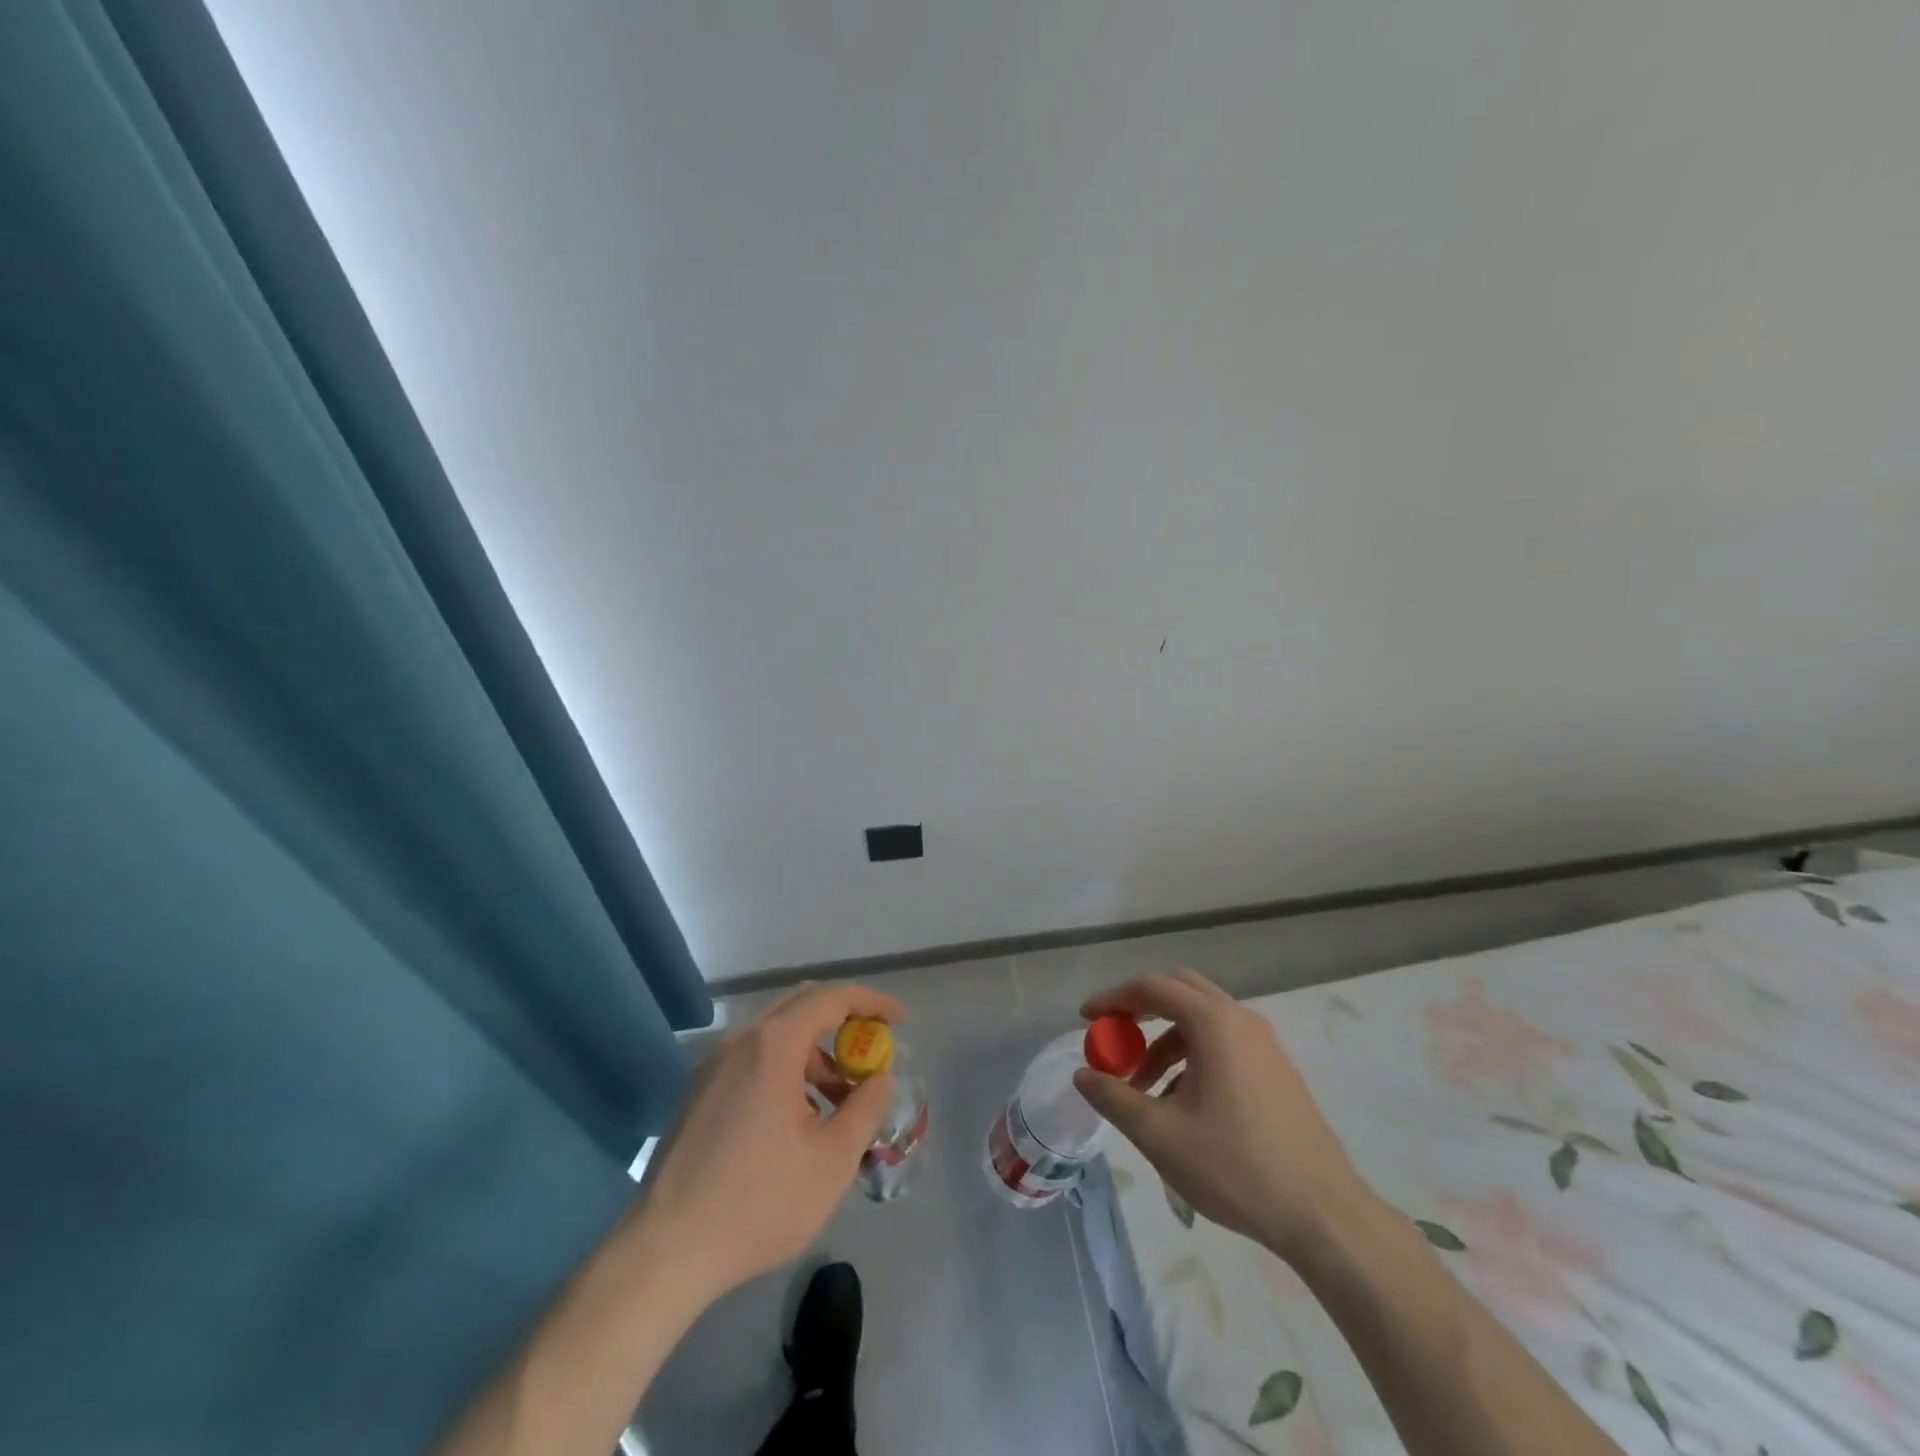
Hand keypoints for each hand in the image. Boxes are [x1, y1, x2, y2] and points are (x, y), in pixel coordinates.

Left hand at [636, 983, 905, 1296]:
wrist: (665, 1251)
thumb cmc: (758, 1202)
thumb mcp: (832, 1160)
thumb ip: (865, 1109)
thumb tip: (878, 1078)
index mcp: (773, 1045)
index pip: (832, 998)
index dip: (871, 1002)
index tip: (899, 1019)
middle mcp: (741, 1041)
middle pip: (802, 1007)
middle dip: (844, 1021)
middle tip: (873, 1049)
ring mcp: (714, 1066)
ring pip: (776, 1036)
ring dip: (815, 1053)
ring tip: (838, 1102)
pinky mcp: (699, 1093)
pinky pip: (753, 1059)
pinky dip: (786, 1069)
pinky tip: (797, 1119)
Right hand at [1073, 970, 1376, 1261]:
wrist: (1324, 1215)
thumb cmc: (1236, 1166)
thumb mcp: (1161, 1135)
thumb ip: (1115, 1097)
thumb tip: (1083, 1074)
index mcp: (1214, 1022)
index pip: (1153, 987)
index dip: (1113, 999)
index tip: (1086, 1019)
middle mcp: (1241, 1020)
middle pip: (1180, 991)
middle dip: (1140, 1010)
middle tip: (1114, 1038)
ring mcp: (1265, 1045)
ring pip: (1202, 1021)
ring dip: (1165, 1041)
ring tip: (1143, 1089)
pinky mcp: (1276, 1071)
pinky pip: (1223, 1044)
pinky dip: (1192, 1057)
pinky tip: (1182, 1105)